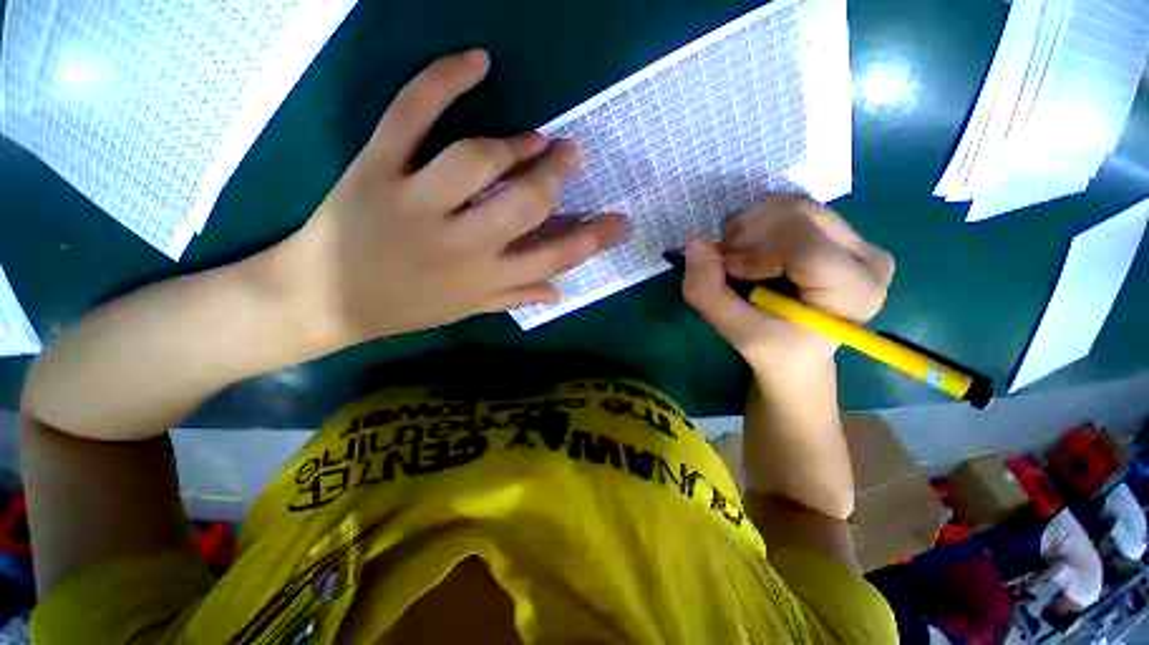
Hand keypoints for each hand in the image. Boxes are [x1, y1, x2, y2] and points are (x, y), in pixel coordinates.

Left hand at [265, 50, 626, 348]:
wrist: (322, 299)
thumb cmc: (404, 307)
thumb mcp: (467, 311)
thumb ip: (515, 297)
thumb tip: (559, 290)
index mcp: (485, 280)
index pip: (554, 257)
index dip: (594, 238)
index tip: (621, 219)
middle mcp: (461, 245)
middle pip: (524, 203)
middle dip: (556, 176)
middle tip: (572, 157)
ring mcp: (415, 204)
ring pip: (476, 160)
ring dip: (514, 144)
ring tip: (533, 139)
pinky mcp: (375, 169)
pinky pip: (410, 115)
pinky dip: (441, 79)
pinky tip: (475, 60)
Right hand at [682, 195, 893, 371]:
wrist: (799, 354)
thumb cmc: (772, 349)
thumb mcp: (735, 330)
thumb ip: (707, 290)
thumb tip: (693, 241)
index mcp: (855, 291)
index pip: (802, 245)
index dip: (752, 251)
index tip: (726, 271)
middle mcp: (869, 258)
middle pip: (799, 214)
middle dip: (748, 234)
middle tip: (725, 261)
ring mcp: (859, 241)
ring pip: (794, 206)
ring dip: (751, 227)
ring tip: (735, 256)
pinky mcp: (843, 234)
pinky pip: (794, 211)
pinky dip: (760, 225)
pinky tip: (750, 249)